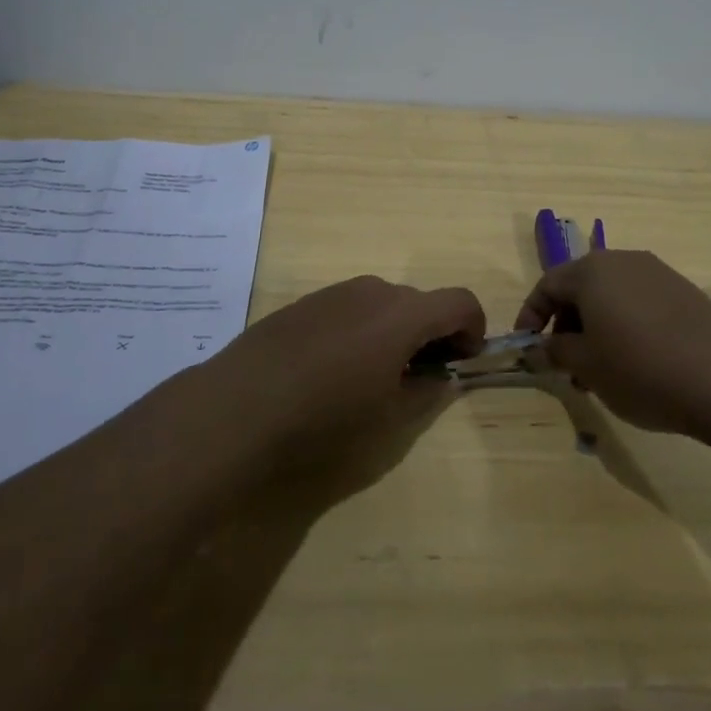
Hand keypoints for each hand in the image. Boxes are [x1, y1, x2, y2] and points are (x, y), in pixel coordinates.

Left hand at [209, 275, 485, 460]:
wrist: (238, 407)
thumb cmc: (324, 419)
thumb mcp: (389, 419)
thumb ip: (426, 391)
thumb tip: (439, 377)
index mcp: (403, 314)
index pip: (460, 302)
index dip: (472, 330)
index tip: (461, 362)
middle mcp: (373, 291)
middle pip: (421, 302)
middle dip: (432, 333)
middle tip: (419, 376)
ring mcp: (334, 292)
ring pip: (384, 304)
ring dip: (395, 330)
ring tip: (374, 375)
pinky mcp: (304, 302)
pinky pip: (350, 308)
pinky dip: (361, 329)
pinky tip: (333, 368)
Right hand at [514, 250, 710, 434]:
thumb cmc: (641, 369)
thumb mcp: (586, 365)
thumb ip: (554, 351)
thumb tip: (538, 348)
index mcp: (592, 271)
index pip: (547, 285)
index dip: (531, 316)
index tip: (528, 347)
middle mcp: (623, 261)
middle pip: (580, 287)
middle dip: (566, 324)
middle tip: (566, 364)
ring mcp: (658, 273)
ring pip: (611, 297)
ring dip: (596, 328)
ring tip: (601, 370)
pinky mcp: (684, 292)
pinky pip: (640, 303)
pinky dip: (626, 326)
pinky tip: (636, 362)